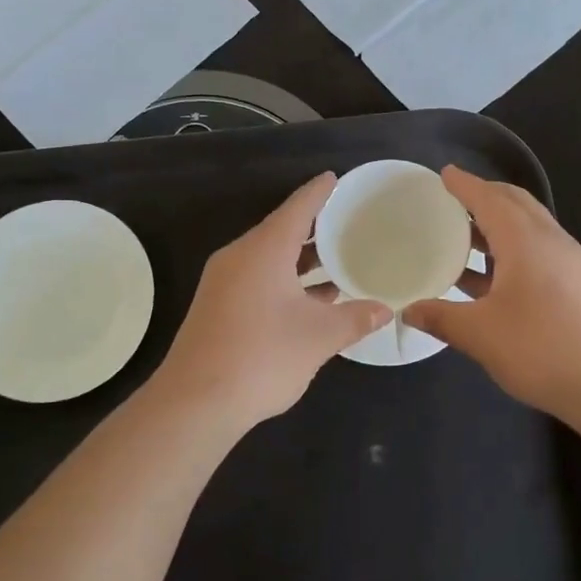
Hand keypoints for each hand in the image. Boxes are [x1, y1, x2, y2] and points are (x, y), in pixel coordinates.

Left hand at [154, 173, 391, 432]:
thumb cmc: (263, 356)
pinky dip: (286, 281)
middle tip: (349, 222)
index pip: (297, 208)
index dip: (319, 192)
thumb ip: (355, 318)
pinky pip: (258, 279)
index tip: (335, 178)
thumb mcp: (319, 337)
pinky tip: (311, 299)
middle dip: (315, 228)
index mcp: (264, 250)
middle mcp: (240, 258)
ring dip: (301, 260)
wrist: (195, 402)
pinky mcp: (218, 308)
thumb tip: (384, 309)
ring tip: (338, 261)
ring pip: (269, 259)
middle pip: (281, 232)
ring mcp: (224, 283)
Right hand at [402, 166, 580, 421]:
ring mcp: (567, 262)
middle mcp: (550, 241)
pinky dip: (509, 247)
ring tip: (463, 234)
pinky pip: (536, 249)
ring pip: (528, 226)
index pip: (490, 200)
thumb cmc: (541, 350)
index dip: (465, 186)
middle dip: (485, 196)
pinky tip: (487, 275)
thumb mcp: (480, 335)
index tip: (444, 174)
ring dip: (497, 223)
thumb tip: (407, 310)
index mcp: (526, 241)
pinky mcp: (574, 284)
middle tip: (452, 200)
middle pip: (515, 203)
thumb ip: (440, 318)